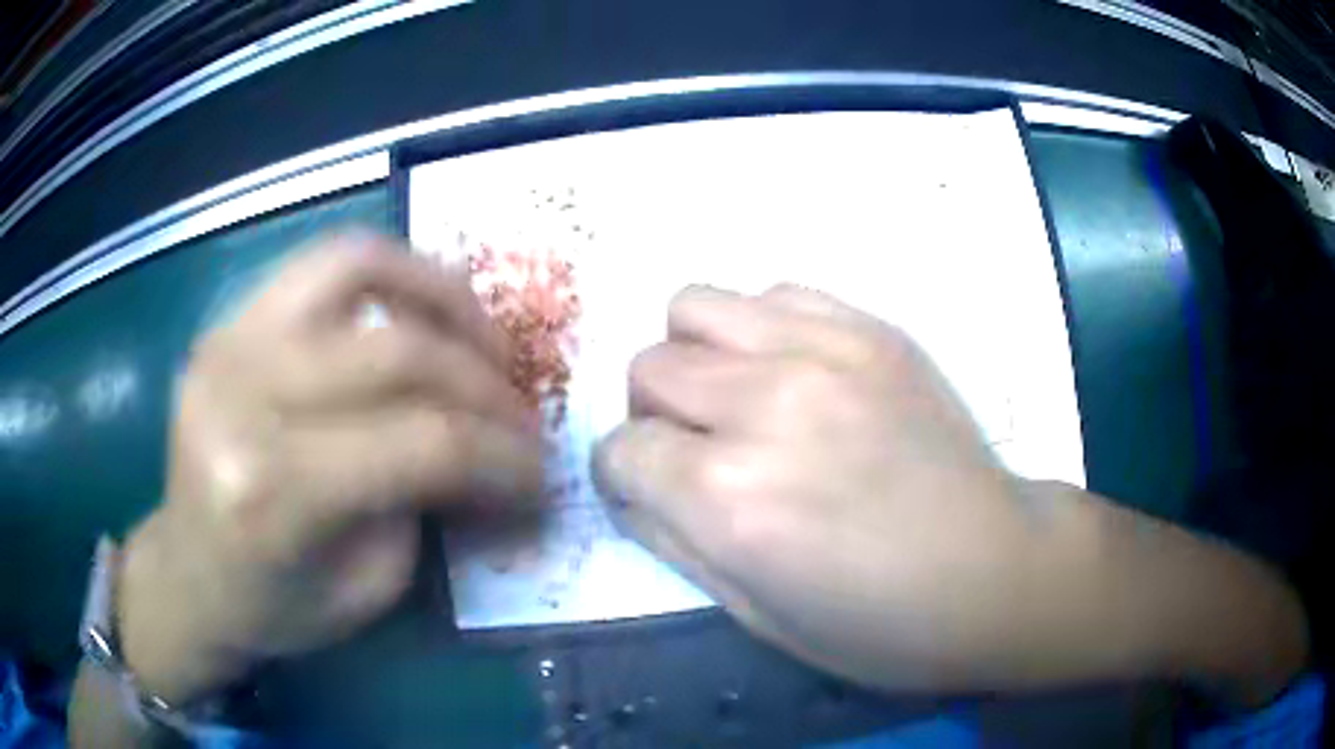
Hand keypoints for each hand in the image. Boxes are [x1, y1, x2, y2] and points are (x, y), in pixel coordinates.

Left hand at [118, 232, 542, 704]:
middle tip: (521, 415)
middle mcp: (243, 396)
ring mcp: (227, 341)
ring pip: (359, 267)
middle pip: (397, 354)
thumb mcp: (368, 588)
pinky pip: (321, 264)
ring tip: (482, 335)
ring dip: (442, 295)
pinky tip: (418, 310)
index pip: (420, 443)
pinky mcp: (227, 320)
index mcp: (273, 492)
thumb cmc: (272, 605)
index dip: (501, 455)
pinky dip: (388, 274)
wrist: (186, 574)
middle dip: (484, 385)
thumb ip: (425, 505)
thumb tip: (485, 446)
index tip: (540, 474)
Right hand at [595, 284, 1087, 690]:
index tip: (650, 491)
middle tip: (696, 449)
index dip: (623, 476)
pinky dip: (759, 329)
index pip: (618, 449)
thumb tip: (630, 488)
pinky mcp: (870, 330)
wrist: (993, 571)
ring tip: (736, 398)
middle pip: (648, 368)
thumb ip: (672, 542)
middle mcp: (762, 407)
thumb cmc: (877, 624)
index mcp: (726, 498)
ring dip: (695, 357)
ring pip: (693, 306)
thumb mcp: (754, 615)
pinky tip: (791, 371)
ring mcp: (822, 352)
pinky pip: (772, 292)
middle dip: (653, 415)